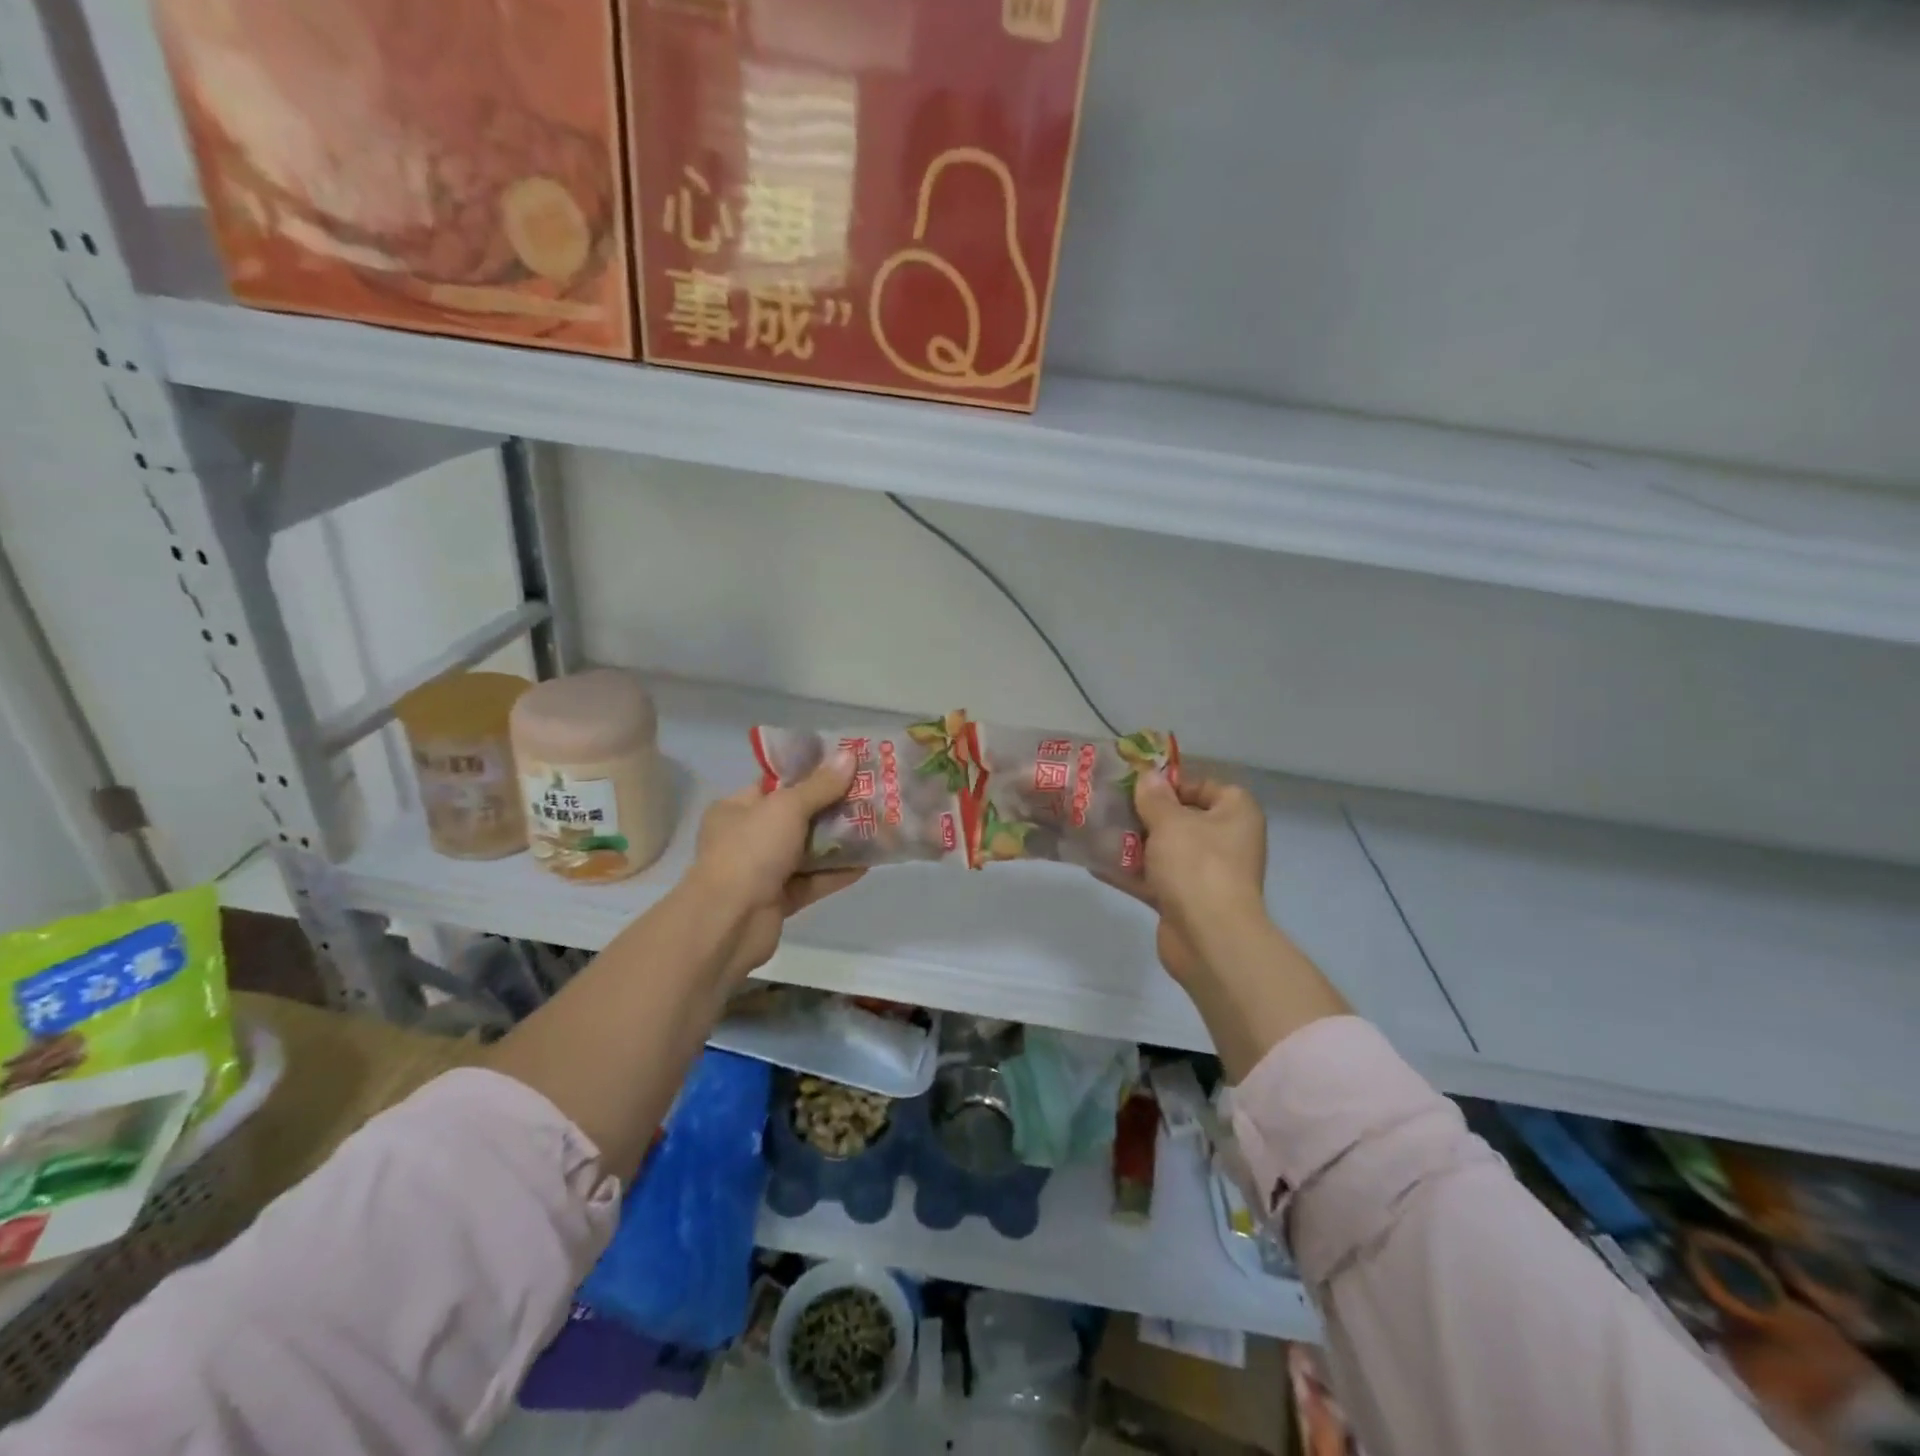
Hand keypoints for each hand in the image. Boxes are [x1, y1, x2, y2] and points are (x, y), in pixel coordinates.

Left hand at [684, 751, 865, 982]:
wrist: (729, 922)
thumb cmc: (751, 851)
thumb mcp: (787, 808)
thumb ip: (820, 785)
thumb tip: (848, 755)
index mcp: (737, 808)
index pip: (777, 783)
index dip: (811, 773)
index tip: (846, 765)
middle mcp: (747, 837)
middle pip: (797, 816)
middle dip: (833, 807)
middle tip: (870, 795)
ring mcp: (763, 871)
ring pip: (808, 850)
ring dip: (839, 841)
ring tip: (878, 826)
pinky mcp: (779, 900)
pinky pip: (813, 881)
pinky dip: (837, 873)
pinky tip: (868, 863)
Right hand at [1103, 772, 1271, 988]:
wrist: (1209, 939)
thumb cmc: (1198, 866)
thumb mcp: (1171, 822)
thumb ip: (1154, 797)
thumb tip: (1147, 775)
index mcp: (1235, 815)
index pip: (1208, 787)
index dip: (1175, 783)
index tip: (1141, 785)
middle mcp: (1225, 843)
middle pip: (1182, 819)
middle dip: (1146, 814)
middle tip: (1111, 803)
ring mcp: (1205, 875)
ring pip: (1165, 850)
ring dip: (1133, 843)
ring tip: (1096, 829)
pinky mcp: (1184, 901)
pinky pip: (1154, 879)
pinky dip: (1130, 872)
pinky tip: (1095, 863)